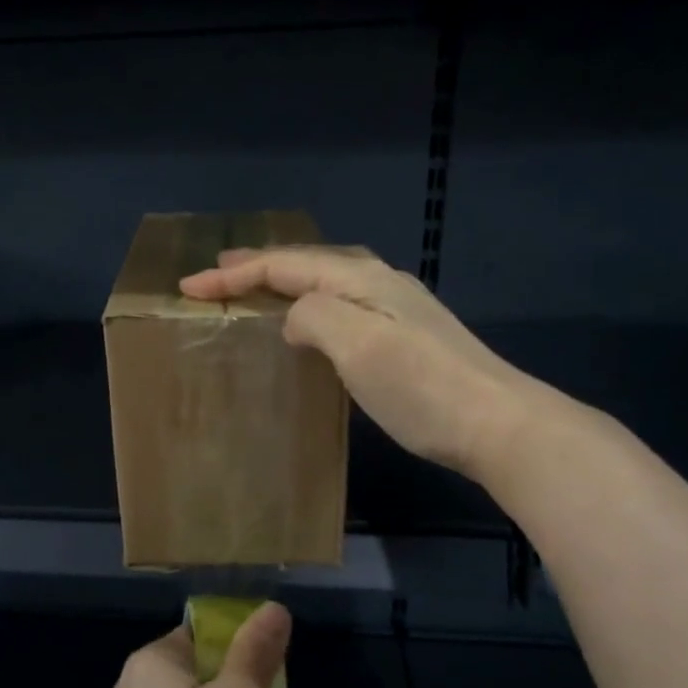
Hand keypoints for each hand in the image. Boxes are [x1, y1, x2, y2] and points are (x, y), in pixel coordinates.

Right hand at [180, 246, 571, 480]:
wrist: (498, 425)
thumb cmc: (420, 388)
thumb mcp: (358, 345)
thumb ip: (315, 316)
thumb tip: (295, 319)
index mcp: (361, 279)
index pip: (284, 265)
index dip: (235, 274)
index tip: (188, 287)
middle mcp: (379, 283)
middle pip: (307, 262)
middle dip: (258, 265)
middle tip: (218, 272)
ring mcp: (397, 309)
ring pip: (327, 281)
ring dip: (285, 281)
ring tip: (255, 288)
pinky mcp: (406, 337)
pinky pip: (342, 305)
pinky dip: (309, 304)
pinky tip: (310, 322)